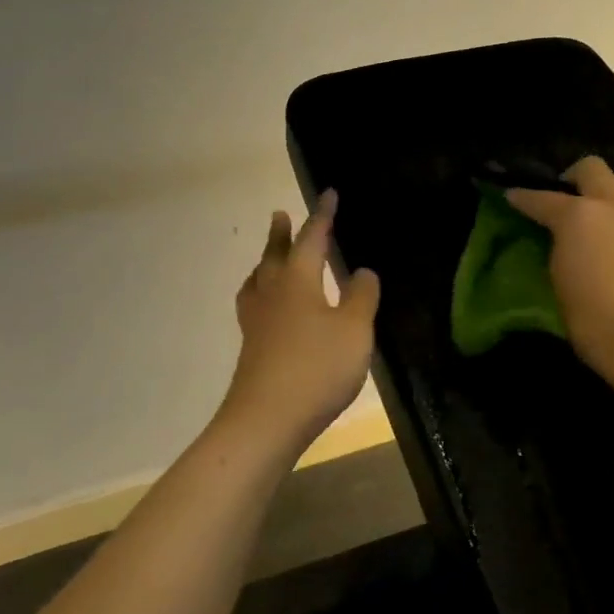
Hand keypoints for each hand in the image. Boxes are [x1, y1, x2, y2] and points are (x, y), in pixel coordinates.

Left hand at [221, 189, 380, 455]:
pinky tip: (267, 310)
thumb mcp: (354, 330)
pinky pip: (254, 305)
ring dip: (265, 262)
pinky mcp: (251, 346)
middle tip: (280, 215)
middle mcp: (272, 293)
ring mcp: (257, 321)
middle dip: (281, 234)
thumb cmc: (316, 367)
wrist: (266, 419)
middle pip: (275, 255)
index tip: (329, 194)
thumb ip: (361, 297)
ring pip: (259, 279)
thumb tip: (362, 271)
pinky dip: (261, 293)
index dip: (323, 216)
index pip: (312, 239)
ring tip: (267, 259)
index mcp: (297, 280)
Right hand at [506, 157, 613, 415]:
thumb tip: (553, 234)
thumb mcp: (558, 277)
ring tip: (590, 211)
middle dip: (570, 176)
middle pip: (591, 168)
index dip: (522, 197)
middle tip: (559, 197)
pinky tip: (610, 234)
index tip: (510, 196)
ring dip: (604, 186)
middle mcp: (611, 206)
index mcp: (580, 214)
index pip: (542, 197)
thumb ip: (555, 244)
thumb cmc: (592, 316)